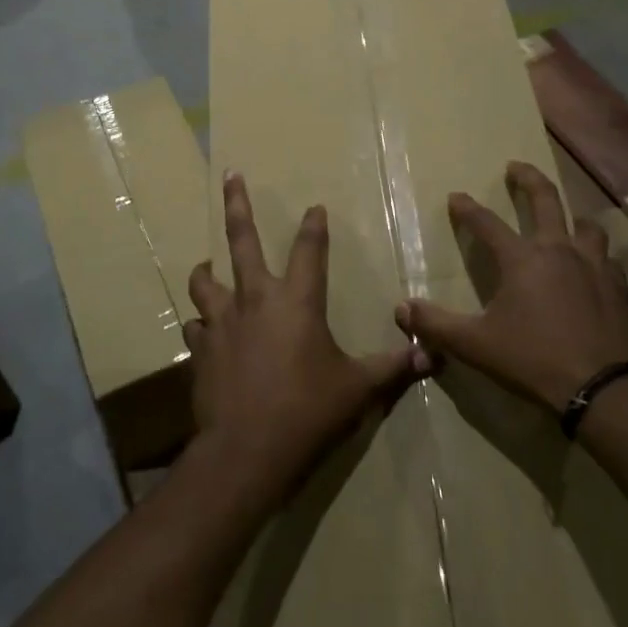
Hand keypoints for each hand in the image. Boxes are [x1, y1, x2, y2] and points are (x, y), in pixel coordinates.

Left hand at [185, 172, 425, 509]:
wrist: (247, 451)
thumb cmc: (309, 411)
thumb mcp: (359, 389)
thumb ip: (393, 367)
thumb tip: (432, 356)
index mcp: (297, 301)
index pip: (309, 249)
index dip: (313, 225)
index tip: (314, 207)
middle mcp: (255, 299)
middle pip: (242, 240)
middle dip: (237, 204)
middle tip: (230, 175)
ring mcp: (222, 322)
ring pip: (206, 279)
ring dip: (207, 270)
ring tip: (208, 265)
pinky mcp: (200, 349)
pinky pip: (196, 326)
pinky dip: (201, 323)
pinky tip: (204, 330)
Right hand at [397, 161, 627, 412]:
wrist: (601, 388)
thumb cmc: (532, 359)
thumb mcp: (475, 345)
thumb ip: (436, 324)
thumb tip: (402, 308)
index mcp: (521, 259)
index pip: (487, 223)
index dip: (468, 209)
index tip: (456, 197)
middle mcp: (558, 250)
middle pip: (545, 199)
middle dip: (528, 179)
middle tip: (516, 167)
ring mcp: (593, 266)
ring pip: (585, 225)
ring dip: (571, 217)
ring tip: (564, 219)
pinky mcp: (617, 287)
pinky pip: (607, 259)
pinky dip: (596, 255)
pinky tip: (593, 266)